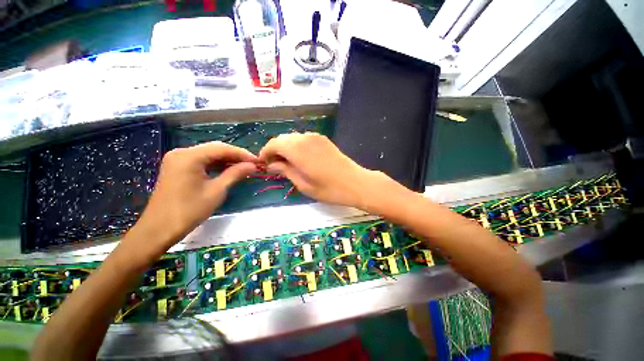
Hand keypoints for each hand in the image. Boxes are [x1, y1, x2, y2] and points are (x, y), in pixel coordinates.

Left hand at [126, 142, 257, 257]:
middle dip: (235, 156)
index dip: (242, 154)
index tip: (257, 161)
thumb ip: (235, 174)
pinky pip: (201, 161)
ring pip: (208, 154)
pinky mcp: (177, 167)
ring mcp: (177, 159)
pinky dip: (215, 165)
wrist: (159, 229)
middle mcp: (181, 152)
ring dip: (226, 160)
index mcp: (189, 156)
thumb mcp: (217, 191)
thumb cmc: (189, 210)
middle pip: (214, 149)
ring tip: (243, 167)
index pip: (222, 149)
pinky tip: (228, 170)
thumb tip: (253, 165)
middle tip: (252, 164)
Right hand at [259, 133, 396, 210]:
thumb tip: (271, 165)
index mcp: (298, 149)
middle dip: (275, 150)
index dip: (265, 153)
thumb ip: (285, 171)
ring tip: (287, 164)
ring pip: (293, 138)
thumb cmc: (329, 189)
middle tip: (275, 166)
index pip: (274, 144)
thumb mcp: (303, 184)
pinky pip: (304, 139)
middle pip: (282, 139)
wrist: (355, 183)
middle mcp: (305, 138)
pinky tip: (300, 159)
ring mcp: (316, 137)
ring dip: (286, 148)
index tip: (263, 164)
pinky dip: (297, 146)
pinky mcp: (323, 139)